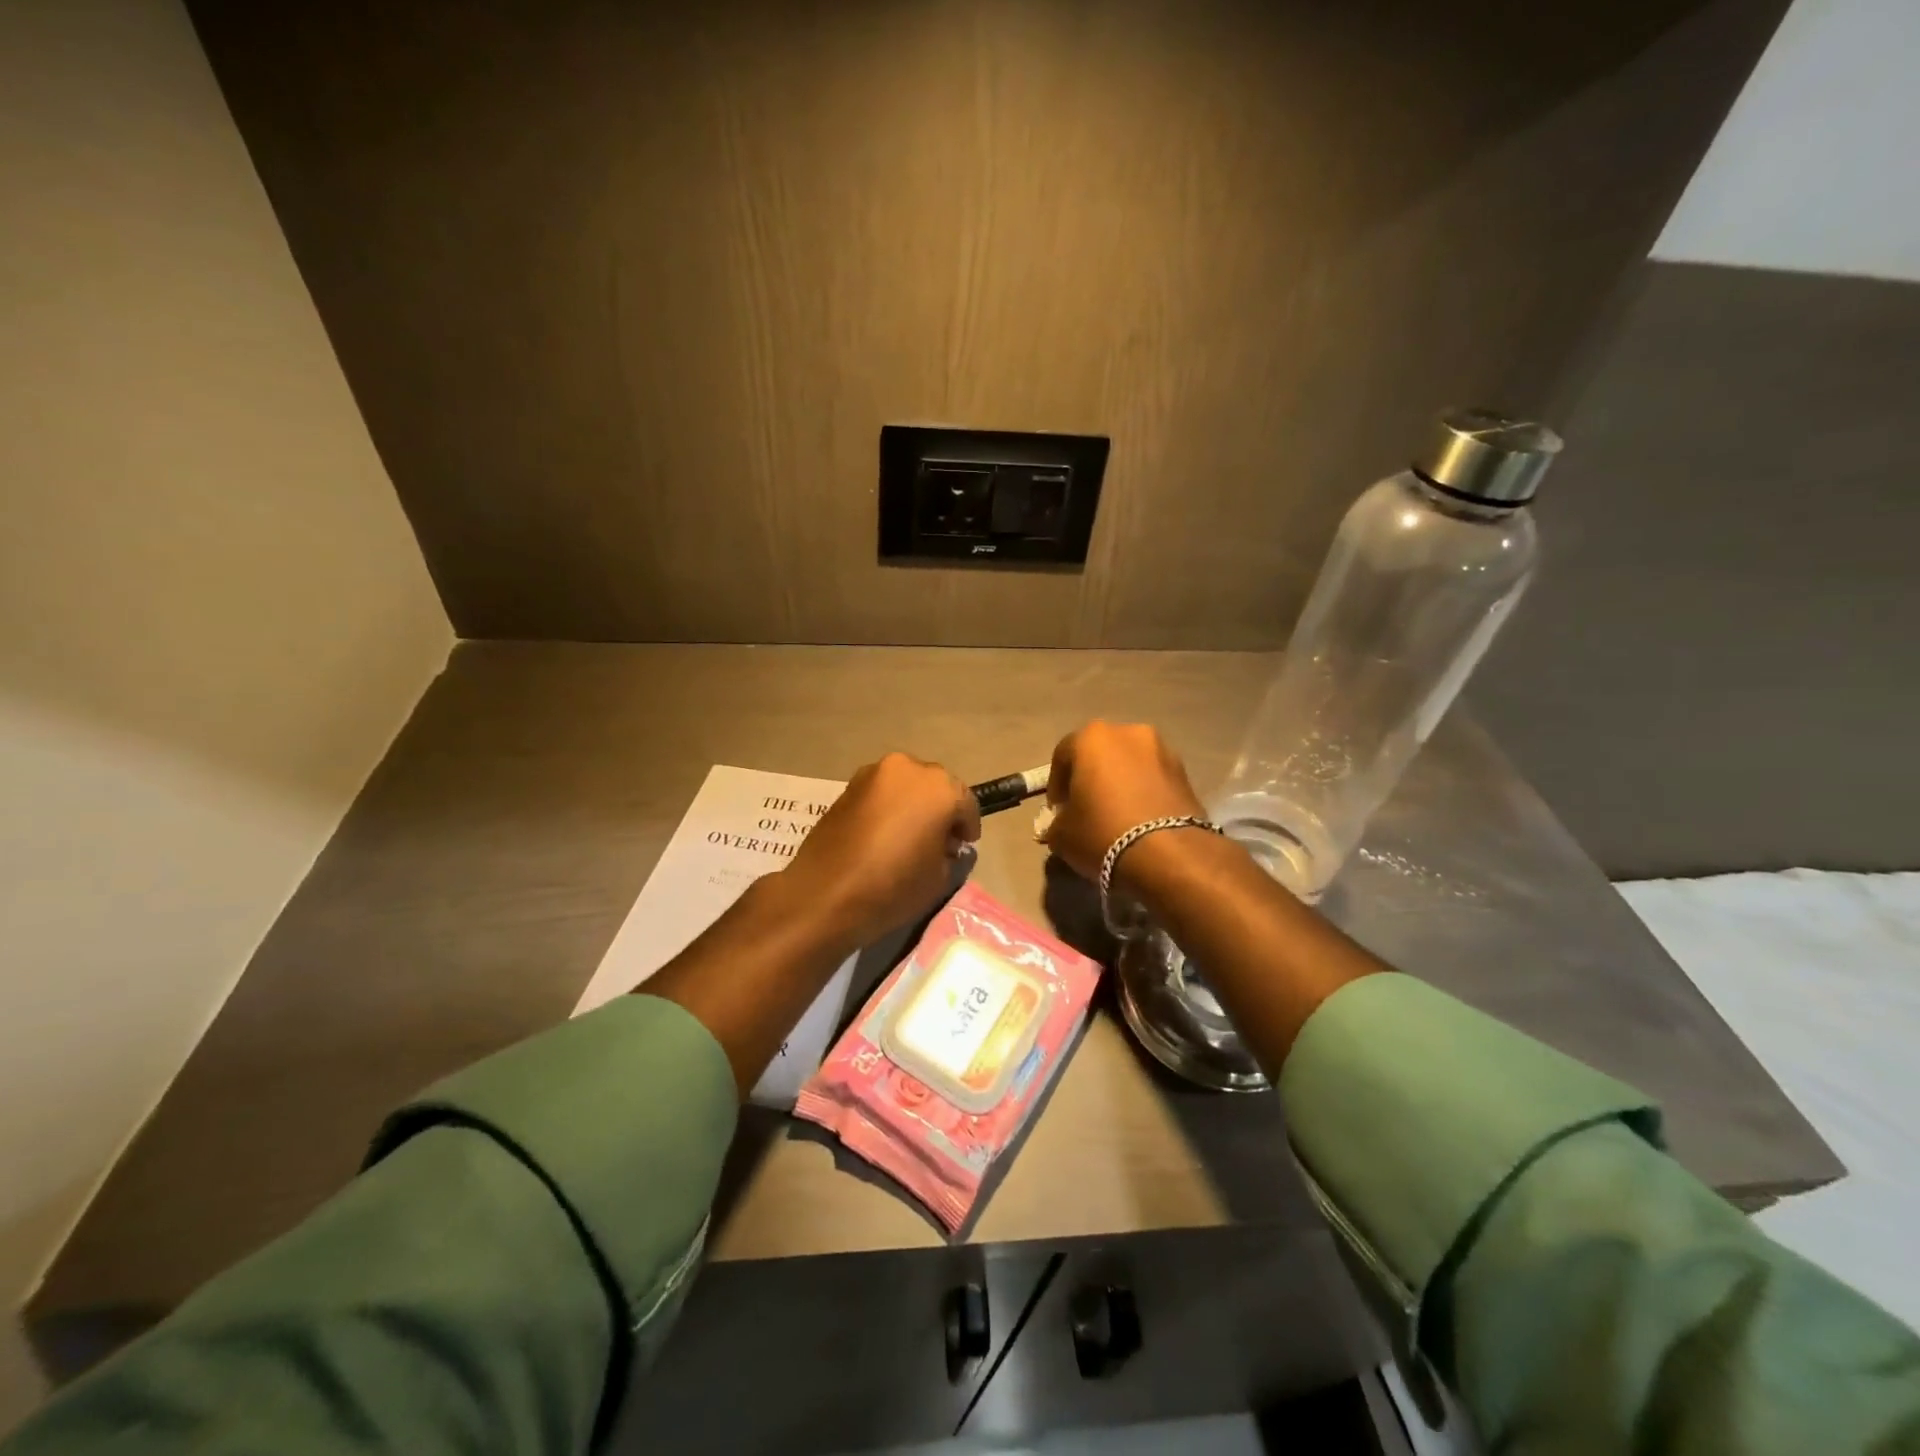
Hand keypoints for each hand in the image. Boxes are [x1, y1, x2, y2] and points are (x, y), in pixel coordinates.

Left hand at [783, 752, 980, 949]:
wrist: (824, 893)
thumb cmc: (892, 887)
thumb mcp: (939, 878)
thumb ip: (950, 853)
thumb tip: (944, 845)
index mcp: (939, 788)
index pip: (966, 804)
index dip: (967, 829)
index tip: (962, 848)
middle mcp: (909, 769)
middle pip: (936, 787)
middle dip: (940, 810)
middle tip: (937, 841)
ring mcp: (874, 773)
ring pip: (906, 785)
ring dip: (912, 805)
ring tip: (906, 837)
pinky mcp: (849, 785)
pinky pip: (881, 793)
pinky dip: (888, 807)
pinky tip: (882, 834)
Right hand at [1042, 721, 1206, 880]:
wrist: (1170, 855)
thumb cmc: (1102, 833)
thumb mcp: (1062, 835)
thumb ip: (1057, 822)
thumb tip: (1062, 823)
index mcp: (1092, 737)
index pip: (1063, 755)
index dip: (1056, 785)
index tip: (1058, 811)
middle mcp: (1129, 733)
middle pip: (1100, 754)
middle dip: (1090, 778)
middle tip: (1086, 809)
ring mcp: (1163, 750)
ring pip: (1130, 764)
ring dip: (1120, 783)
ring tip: (1116, 815)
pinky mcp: (1186, 773)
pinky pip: (1154, 779)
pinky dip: (1143, 792)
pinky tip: (1139, 820)